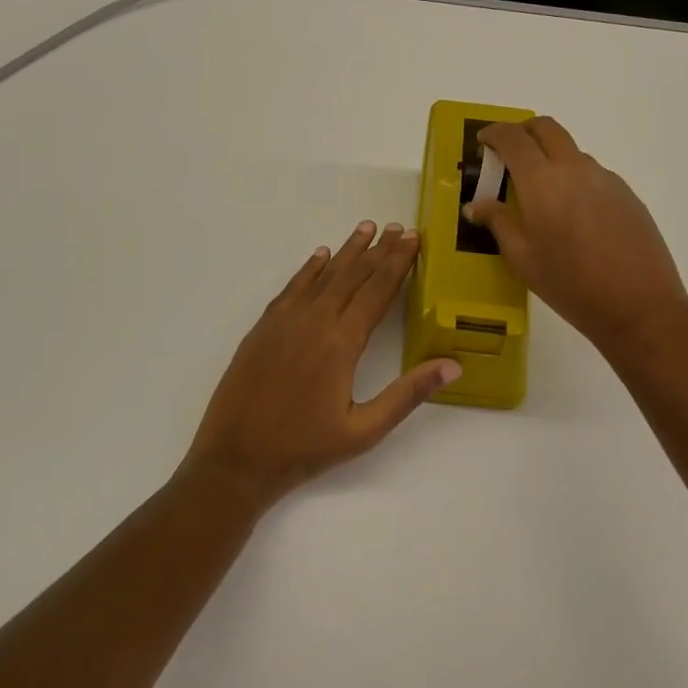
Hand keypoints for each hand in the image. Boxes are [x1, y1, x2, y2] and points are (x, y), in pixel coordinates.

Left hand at [181, 221, 461, 507]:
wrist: (235, 460)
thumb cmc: (305, 449)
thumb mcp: (364, 430)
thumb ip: (408, 394)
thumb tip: (453, 365)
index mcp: (342, 343)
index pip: (377, 291)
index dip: (398, 263)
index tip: (413, 238)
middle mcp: (314, 321)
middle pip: (353, 275)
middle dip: (378, 250)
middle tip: (397, 227)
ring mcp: (284, 321)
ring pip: (322, 275)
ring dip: (346, 251)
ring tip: (366, 228)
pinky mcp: (263, 328)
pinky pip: (291, 288)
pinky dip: (309, 269)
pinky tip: (319, 256)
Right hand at [464, 117, 687, 357]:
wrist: (639, 306)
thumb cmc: (570, 285)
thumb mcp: (523, 259)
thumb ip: (499, 224)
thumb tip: (476, 205)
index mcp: (542, 182)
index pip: (513, 139)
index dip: (495, 133)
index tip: (484, 141)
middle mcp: (575, 169)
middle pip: (547, 129)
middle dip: (524, 131)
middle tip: (510, 152)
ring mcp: (606, 179)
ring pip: (572, 152)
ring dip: (551, 158)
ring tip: (542, 194)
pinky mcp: (627, 195)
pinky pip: (594, 175)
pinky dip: (575, 180)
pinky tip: (574, 216)